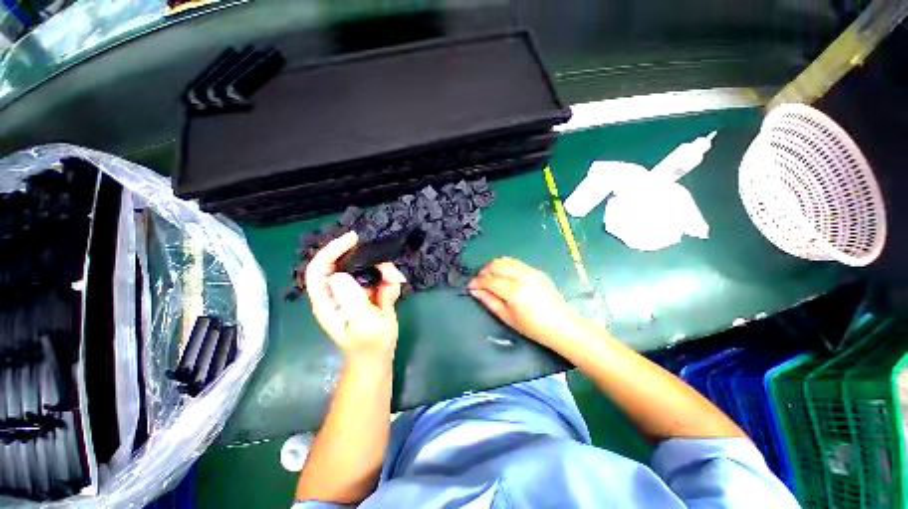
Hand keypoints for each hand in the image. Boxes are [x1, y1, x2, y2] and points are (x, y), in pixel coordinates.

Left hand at [305, 231, 406, 362]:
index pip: (320, 268)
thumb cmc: (368, 343)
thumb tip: (339, 275)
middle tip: (387, 270)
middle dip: (370, 262)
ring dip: (385, 274)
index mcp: (328, 299)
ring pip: (369, 268)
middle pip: (350, 263)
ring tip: (394, 288)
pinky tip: (393, 296)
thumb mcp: (361, 323)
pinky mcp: (371, 291)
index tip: (353, 239)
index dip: (332, 250)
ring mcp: (356, 290)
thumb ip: (351, 299)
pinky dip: (390, 282)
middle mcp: (339, 291)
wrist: (380, 354)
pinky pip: (381, 277)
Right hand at [468, 257, 584, 347]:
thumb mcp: (507, 318)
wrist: (563, 326)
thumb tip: (474, 290)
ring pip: (505, 260)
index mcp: (514, 291)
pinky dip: (505, 267)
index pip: (489, 280)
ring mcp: (531, 271)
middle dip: (484, 271)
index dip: (476, 282)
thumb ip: (489, 301)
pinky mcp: (537, 271)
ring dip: (494, 267)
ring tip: (491, 278)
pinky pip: (516, 263)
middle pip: (496, 264)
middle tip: (480, 283)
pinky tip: (505, 278)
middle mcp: (522, 276)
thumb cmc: (533, 328)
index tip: (470, 287)